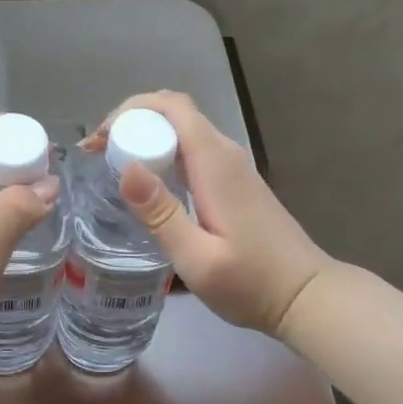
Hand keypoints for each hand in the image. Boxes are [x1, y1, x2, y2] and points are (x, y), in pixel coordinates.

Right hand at [84, 91, 332, 339]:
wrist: (306, 296)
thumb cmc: (251, 284)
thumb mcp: (197, 258)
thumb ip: (161, 214)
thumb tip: (127, 168)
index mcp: (214, 163)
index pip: (171, 107)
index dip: (130, 111)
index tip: (98, 142)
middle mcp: (224, 153)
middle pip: (174, 112)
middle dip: (131, 121)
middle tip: (97, 154)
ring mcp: (232, 166)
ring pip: (182, 129)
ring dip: (145, 136)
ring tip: (111, 163)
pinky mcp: (234, 180)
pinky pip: (192, 149)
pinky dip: (162, 151)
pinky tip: (146, 181)